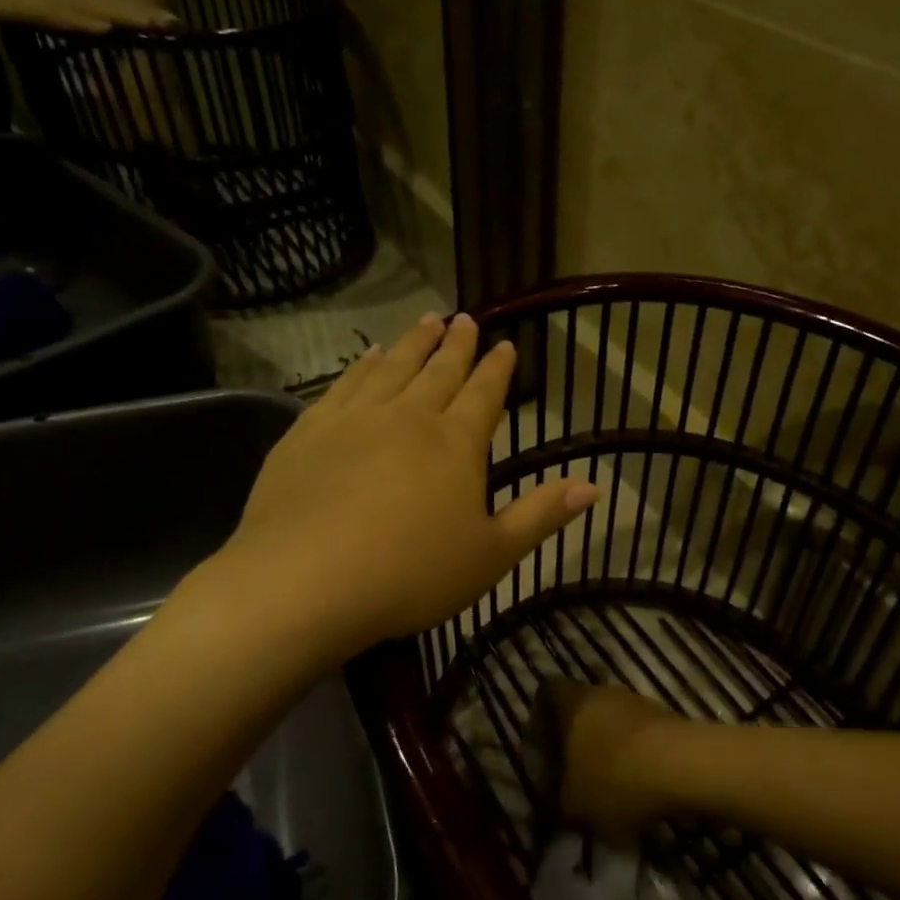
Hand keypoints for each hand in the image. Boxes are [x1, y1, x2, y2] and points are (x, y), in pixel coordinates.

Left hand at [202, 313, 599, 664]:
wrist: (305, 581)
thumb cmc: (411, 574)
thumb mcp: (492, 555)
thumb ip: (541, 516)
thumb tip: (594, 486)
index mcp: (455, 444)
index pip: (484, 394)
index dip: (497, 369)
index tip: (505, 344)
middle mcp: (409, 418)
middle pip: (439, 371)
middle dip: (456, 345)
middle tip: (465, 318)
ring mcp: (355, 420)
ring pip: (391, 368)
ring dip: (412, 343)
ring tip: (426, 321)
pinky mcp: (309, 432)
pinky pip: (343, 385)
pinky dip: (360, 366)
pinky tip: (366, 356)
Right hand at [546, 680, 686, 842]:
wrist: (685, 768)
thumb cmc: (615, 779)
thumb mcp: (573, 805)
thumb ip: (559, 799)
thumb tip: (560, 798)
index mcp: (573, 703)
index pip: (548, 691)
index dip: (542, 714)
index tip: (544, 744)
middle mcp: (605, 693)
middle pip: (584, 707)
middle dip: (580, 737)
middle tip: (576, 772)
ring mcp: (640, 702)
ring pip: (616, 721)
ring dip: (612, 747)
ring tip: (612, 786)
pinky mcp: (669, 718)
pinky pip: (643, 735)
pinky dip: (639, 757)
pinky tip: (642, 788)